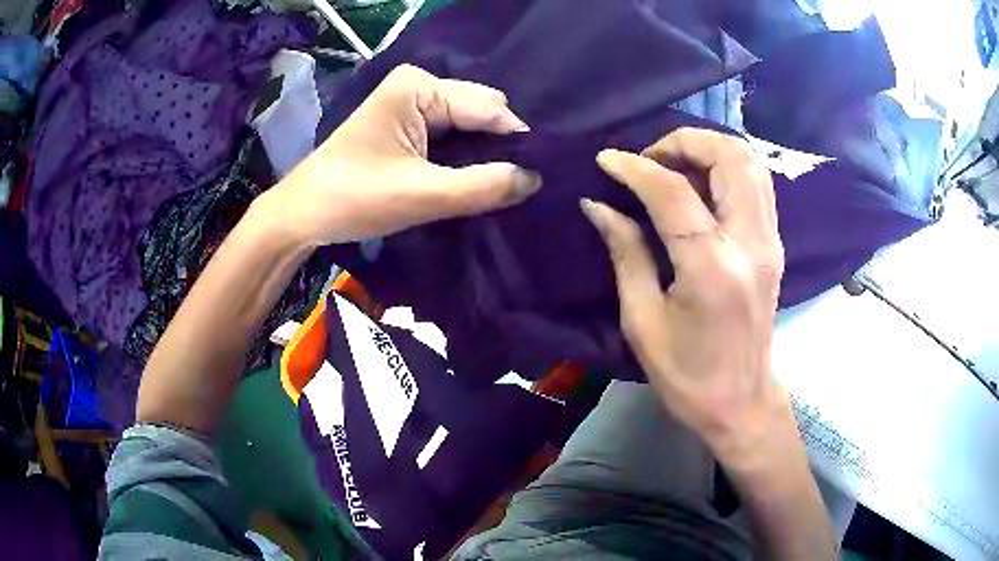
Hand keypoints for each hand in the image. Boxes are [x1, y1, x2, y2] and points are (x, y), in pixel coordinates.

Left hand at [260, 64, 541, 247]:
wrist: (303, 214)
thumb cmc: (353, 198)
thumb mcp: (422, 195)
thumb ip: (483, 186)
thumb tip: (536, 180)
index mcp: (420, 87)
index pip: (489, 108)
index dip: (517, 141)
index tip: (542, 176)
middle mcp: (420, 86)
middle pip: (482, 112)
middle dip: (502, 146)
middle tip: (522, 185)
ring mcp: (413, 105)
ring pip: (469, 126)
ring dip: (486, 154)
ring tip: (507, 185)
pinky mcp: (408, 126)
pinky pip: (452, 136)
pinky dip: (467, 158)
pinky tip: (479, 178)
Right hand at [581, 128, 787, 463]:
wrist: (742, 402)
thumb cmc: (687, 376)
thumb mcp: (643, 321)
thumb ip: (625, 253)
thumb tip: (598, 205)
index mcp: (712, 269)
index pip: (673, 192)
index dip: (634, 167)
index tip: (605, 160)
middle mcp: (750, 243)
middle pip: (728, 156)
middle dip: (683, 142)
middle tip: (648, 160)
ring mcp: (770, 240)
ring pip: (749, 161)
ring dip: (708, 149)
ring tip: (672, 167)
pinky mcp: (774, 243)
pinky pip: (755, 182)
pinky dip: (725, 168)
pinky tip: (699, 186)